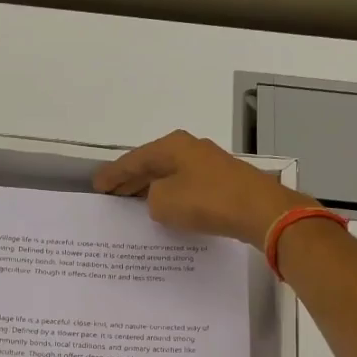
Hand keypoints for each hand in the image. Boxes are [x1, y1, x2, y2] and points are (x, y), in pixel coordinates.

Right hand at [93, 130, 315, 247]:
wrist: (259, 211)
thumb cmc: (206, 201)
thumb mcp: (163, 202)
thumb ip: (151, 199)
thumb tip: (159, 198)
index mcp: (172, 146)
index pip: (133, 160)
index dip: (113, 174)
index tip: (97, 185)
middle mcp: (190, 149)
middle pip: (152, 164)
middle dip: (131, 179)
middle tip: (111, 194)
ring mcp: (209, 164)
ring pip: (170, 176)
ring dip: (151, 189)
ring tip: (132, 203)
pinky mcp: (223, 183)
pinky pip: (187, 187)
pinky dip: (171, 197)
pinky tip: (165, 209)